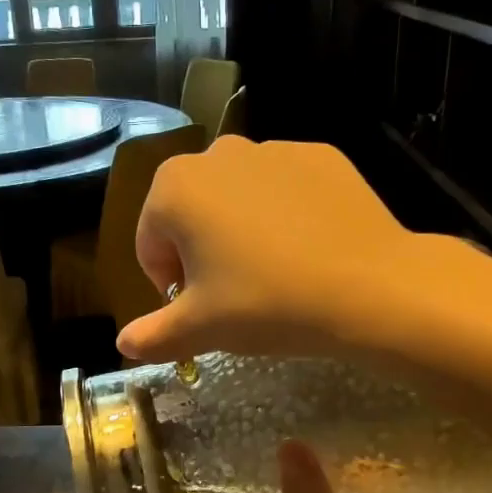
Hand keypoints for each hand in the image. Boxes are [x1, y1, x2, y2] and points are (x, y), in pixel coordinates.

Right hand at [117, 137, 418, 362]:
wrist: (367, 286)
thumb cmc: (266, 303)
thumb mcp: (201, 328)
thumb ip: (153, 335)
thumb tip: (123, 343)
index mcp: (175, 188)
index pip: (151, 241)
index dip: (169, 281)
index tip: (200, 307)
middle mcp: (218, 154)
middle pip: (192, 212)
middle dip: (202, 250)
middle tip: (235, 292)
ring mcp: (274, 149)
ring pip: (238, 197)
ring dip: (242, 230)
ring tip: (275, 272)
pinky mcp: (320, 155)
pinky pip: (285, 189)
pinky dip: (286, 214)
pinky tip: (309, 249)